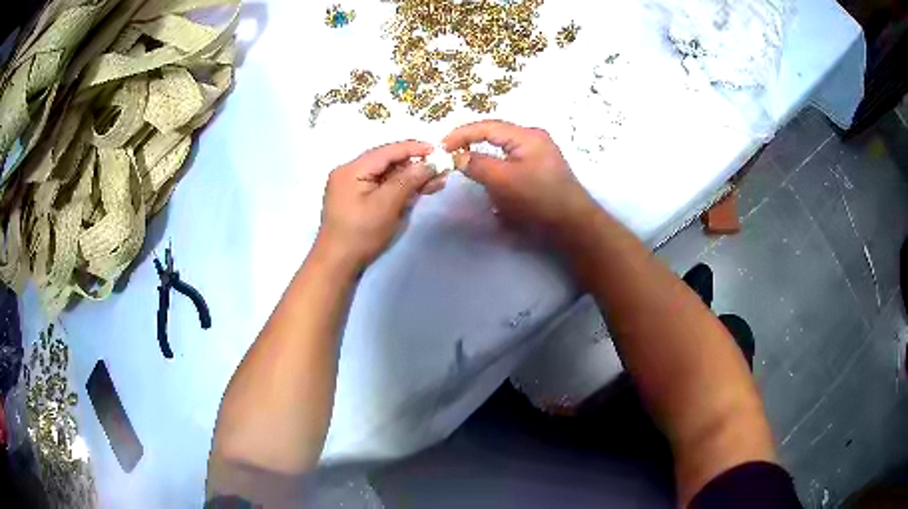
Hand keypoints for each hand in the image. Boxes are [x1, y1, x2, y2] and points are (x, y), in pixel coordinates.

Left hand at [316, 140, 440, 270]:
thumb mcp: (387, 205)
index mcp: (352, 169)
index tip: (437, 150)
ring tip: (435, 182)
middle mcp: (349, 172)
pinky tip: (418, 191)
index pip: (387, 151)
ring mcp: (351, 186)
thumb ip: (408, 180)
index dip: (413, 149)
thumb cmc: (361, 234)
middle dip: (414, 165)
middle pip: (386, 162)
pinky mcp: (356, 199)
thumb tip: (429, 163)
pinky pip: (380, 187)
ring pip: (385, 175)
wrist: (337, 264)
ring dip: (409, 178)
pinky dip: (399, 188)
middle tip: (440, 171)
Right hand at [443, 120, 597, 239]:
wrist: (573, 225)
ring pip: (503, 151)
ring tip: (471, 171)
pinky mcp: (540, 170)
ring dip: (486, 161)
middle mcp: (534, 139)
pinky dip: (498, 172)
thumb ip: (477, 164)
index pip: (487, 126)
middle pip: (495, 136)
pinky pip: (512, 164)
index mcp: (527, 135)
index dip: (461, 134)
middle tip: (452, 156)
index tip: (441, 147)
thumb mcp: (503, 180)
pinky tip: (494, 185)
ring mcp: (539, 154)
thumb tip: (457, 157)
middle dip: (473, 145)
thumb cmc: (539, 199)